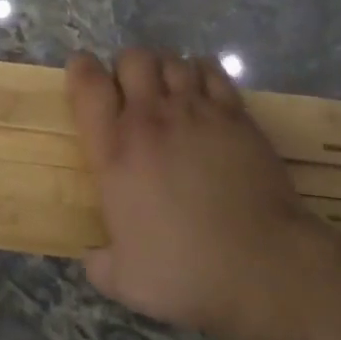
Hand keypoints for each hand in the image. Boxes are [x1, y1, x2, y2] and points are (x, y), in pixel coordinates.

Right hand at [67, 49, 337, 336]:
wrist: (259, 264)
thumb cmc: (186, 272)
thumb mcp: (126, 281)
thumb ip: (101, 262)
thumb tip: (94, 258)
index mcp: (116, 151)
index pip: (88, 85)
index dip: (81, 70)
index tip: (83, 74)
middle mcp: (151, 118)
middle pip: (132, 58)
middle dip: (127, 68)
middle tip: (133, 94)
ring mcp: (194, 109)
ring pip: (171, 60)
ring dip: (164, 70)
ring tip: (169, 93)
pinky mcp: (233, 111)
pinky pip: (210, 69)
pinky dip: (201, 73)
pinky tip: (203, 93)